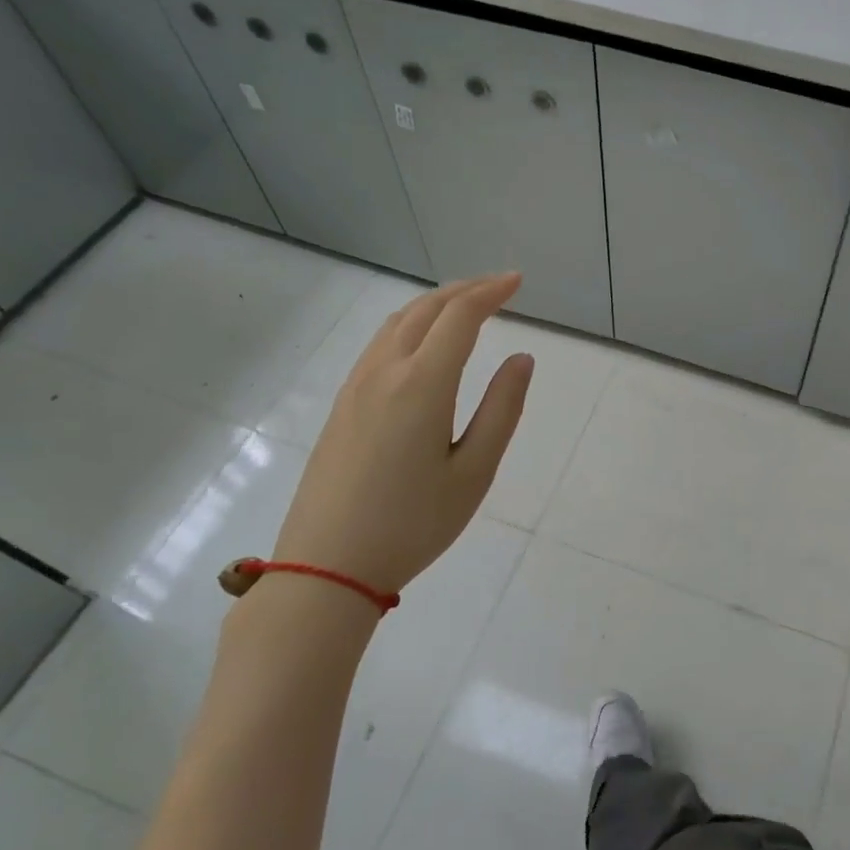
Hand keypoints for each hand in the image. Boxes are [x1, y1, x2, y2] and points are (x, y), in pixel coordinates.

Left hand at [272, 274, 533, 598]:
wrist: (326, 566)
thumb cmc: (413, 525)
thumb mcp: (474, 472)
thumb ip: (502, 410)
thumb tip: (522, 359)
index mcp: (422, 384)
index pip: (460, 317)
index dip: (491, 292)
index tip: (517, 282)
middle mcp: (385, 372)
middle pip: (425, 309)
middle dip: (464, 290)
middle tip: (498, 286)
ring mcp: (356, 386)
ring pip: (397, 323)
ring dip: (434, 304)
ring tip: (464, 306)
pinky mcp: (341, 405)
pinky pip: (380, 345)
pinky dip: (410, 325)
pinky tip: (422, 344)